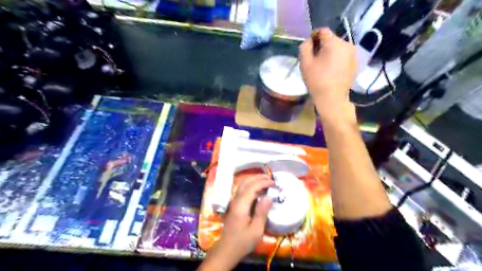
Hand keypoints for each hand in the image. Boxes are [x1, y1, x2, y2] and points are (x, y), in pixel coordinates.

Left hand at [199, 174, 273, 269]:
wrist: (226, 250)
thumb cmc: (242, 242)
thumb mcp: (256, 230)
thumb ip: (262, 212)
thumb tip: (269, 196)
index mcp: (241, 205)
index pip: (252, 187)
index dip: (264, 182)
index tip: (275, 184)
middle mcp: (236, 200)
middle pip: (246, 182)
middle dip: (259, 178)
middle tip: (272, 179)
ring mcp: (234, 201)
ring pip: (243, 184)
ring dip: (255, 179)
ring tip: (267, 181)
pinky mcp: (235, 204)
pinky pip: (243, 189)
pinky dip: (251, 185)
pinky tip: (259, 189)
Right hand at [300, 27, 356, 113]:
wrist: (332, 98)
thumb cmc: (317, 80)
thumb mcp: (305, 63)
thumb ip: (305, 47)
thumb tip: (309, 41)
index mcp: (334, 42)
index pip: (323, 31)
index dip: (314, 36)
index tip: (308, 47)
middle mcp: (347, 44)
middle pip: (331, 39)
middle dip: (322, 46)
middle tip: (314, 58)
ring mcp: (353, 54)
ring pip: (338, 48)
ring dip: (330, 52)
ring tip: (323, 65)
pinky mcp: (356, 63)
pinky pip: (344, 56)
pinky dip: (337, 59)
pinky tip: (331, 70)